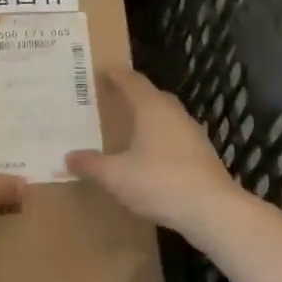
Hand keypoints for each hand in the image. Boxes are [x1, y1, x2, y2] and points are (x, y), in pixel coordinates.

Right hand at [66, 67, 242, 235]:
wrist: (213, 210)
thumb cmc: (160, 183)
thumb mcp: (116, 176)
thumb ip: (91, 165)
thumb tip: (68, 157)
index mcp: (151, 108)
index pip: (131, 81)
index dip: (116, 74)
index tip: (102, 70)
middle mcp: (174, 113)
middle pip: (151, 95)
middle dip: (132, 93)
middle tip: (111, 97)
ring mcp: (192, 133)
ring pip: (166, 115)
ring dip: (148, 116)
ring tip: (128, 125)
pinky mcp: (202, 154)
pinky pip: (175, 135)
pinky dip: (160, 137)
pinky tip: (150, 154)